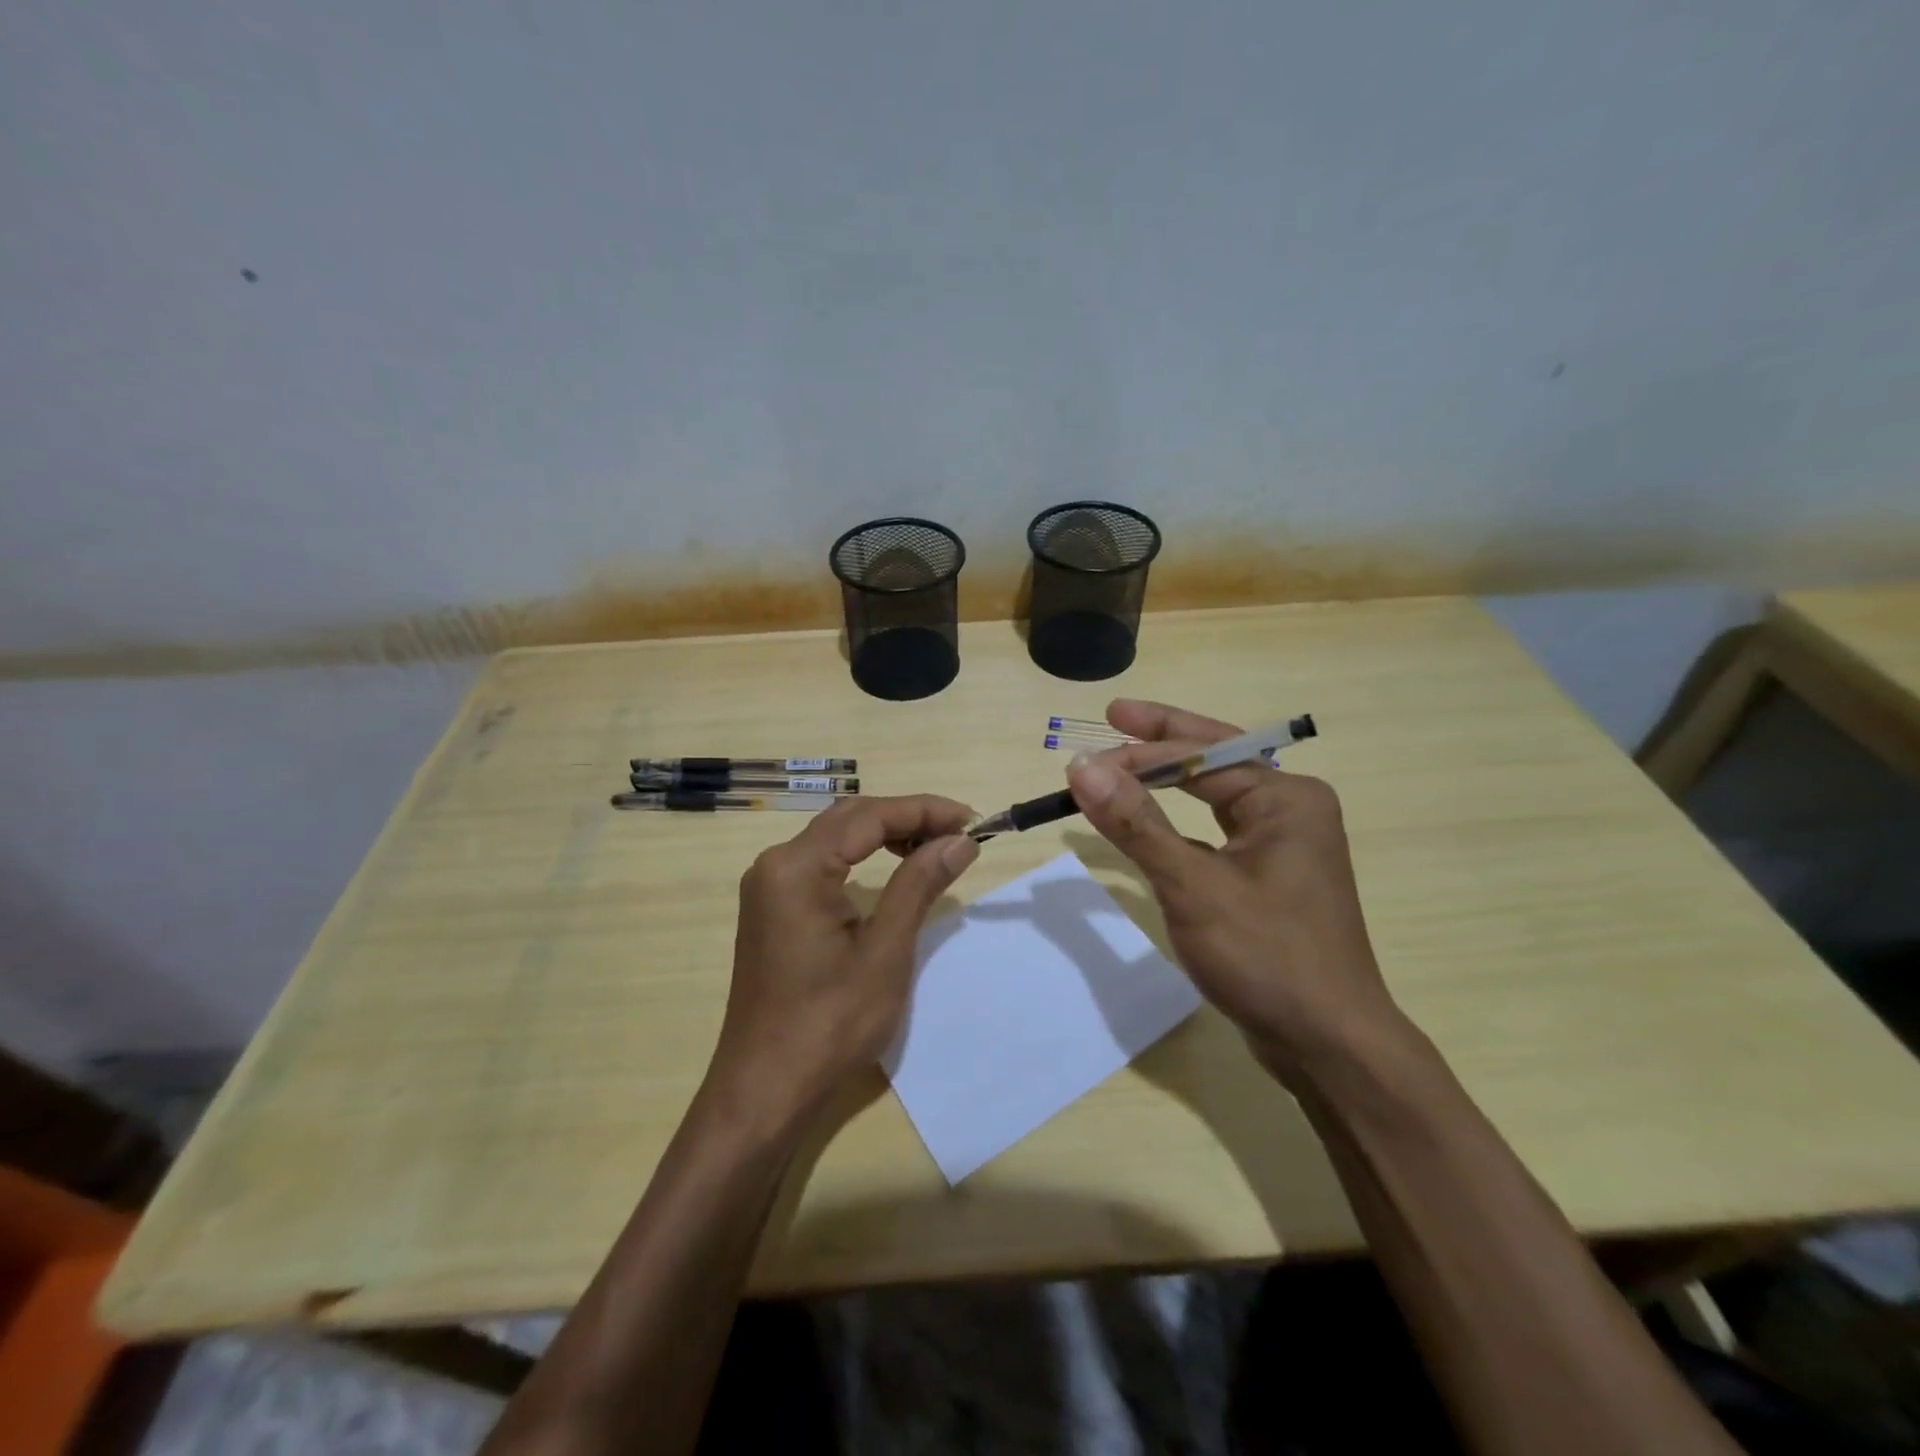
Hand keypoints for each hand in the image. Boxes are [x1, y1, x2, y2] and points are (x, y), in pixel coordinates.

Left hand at [707, 795, 978, 1126]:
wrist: (765, 1090)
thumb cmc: (829, 1025)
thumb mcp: (885, 952)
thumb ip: (919, 884)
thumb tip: (960, 840)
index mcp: (796, 867)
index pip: (869, 816)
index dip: (924, 811)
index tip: (972, 820)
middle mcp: (775, 864)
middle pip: (850, 819)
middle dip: (907, 818)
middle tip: (959, 833)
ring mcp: (769, 886)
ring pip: (836, 838)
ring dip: (886, 835)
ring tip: (935, 847)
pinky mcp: (773, 908)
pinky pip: (823, 863)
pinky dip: (862, 857)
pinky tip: (893, 869)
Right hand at [1066, 699, 1398, 1083]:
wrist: (1329, 1045)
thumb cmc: (1266, 957)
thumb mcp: (1192, 886)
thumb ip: (1136, 823)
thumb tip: (1083, 767)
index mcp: (1286, 798)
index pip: (1201, 756)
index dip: (1140, 751)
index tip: (1084, 759)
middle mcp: (1291, 809)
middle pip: (1215, 760)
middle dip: (1162, 742)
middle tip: (1112, 718)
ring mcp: (1284, 843)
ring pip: (1216, 794)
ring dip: (1169, 778)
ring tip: (1127, 756)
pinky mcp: (1270, 876)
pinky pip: (1217, 829)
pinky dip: (1179, 819)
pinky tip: (1154, 818)